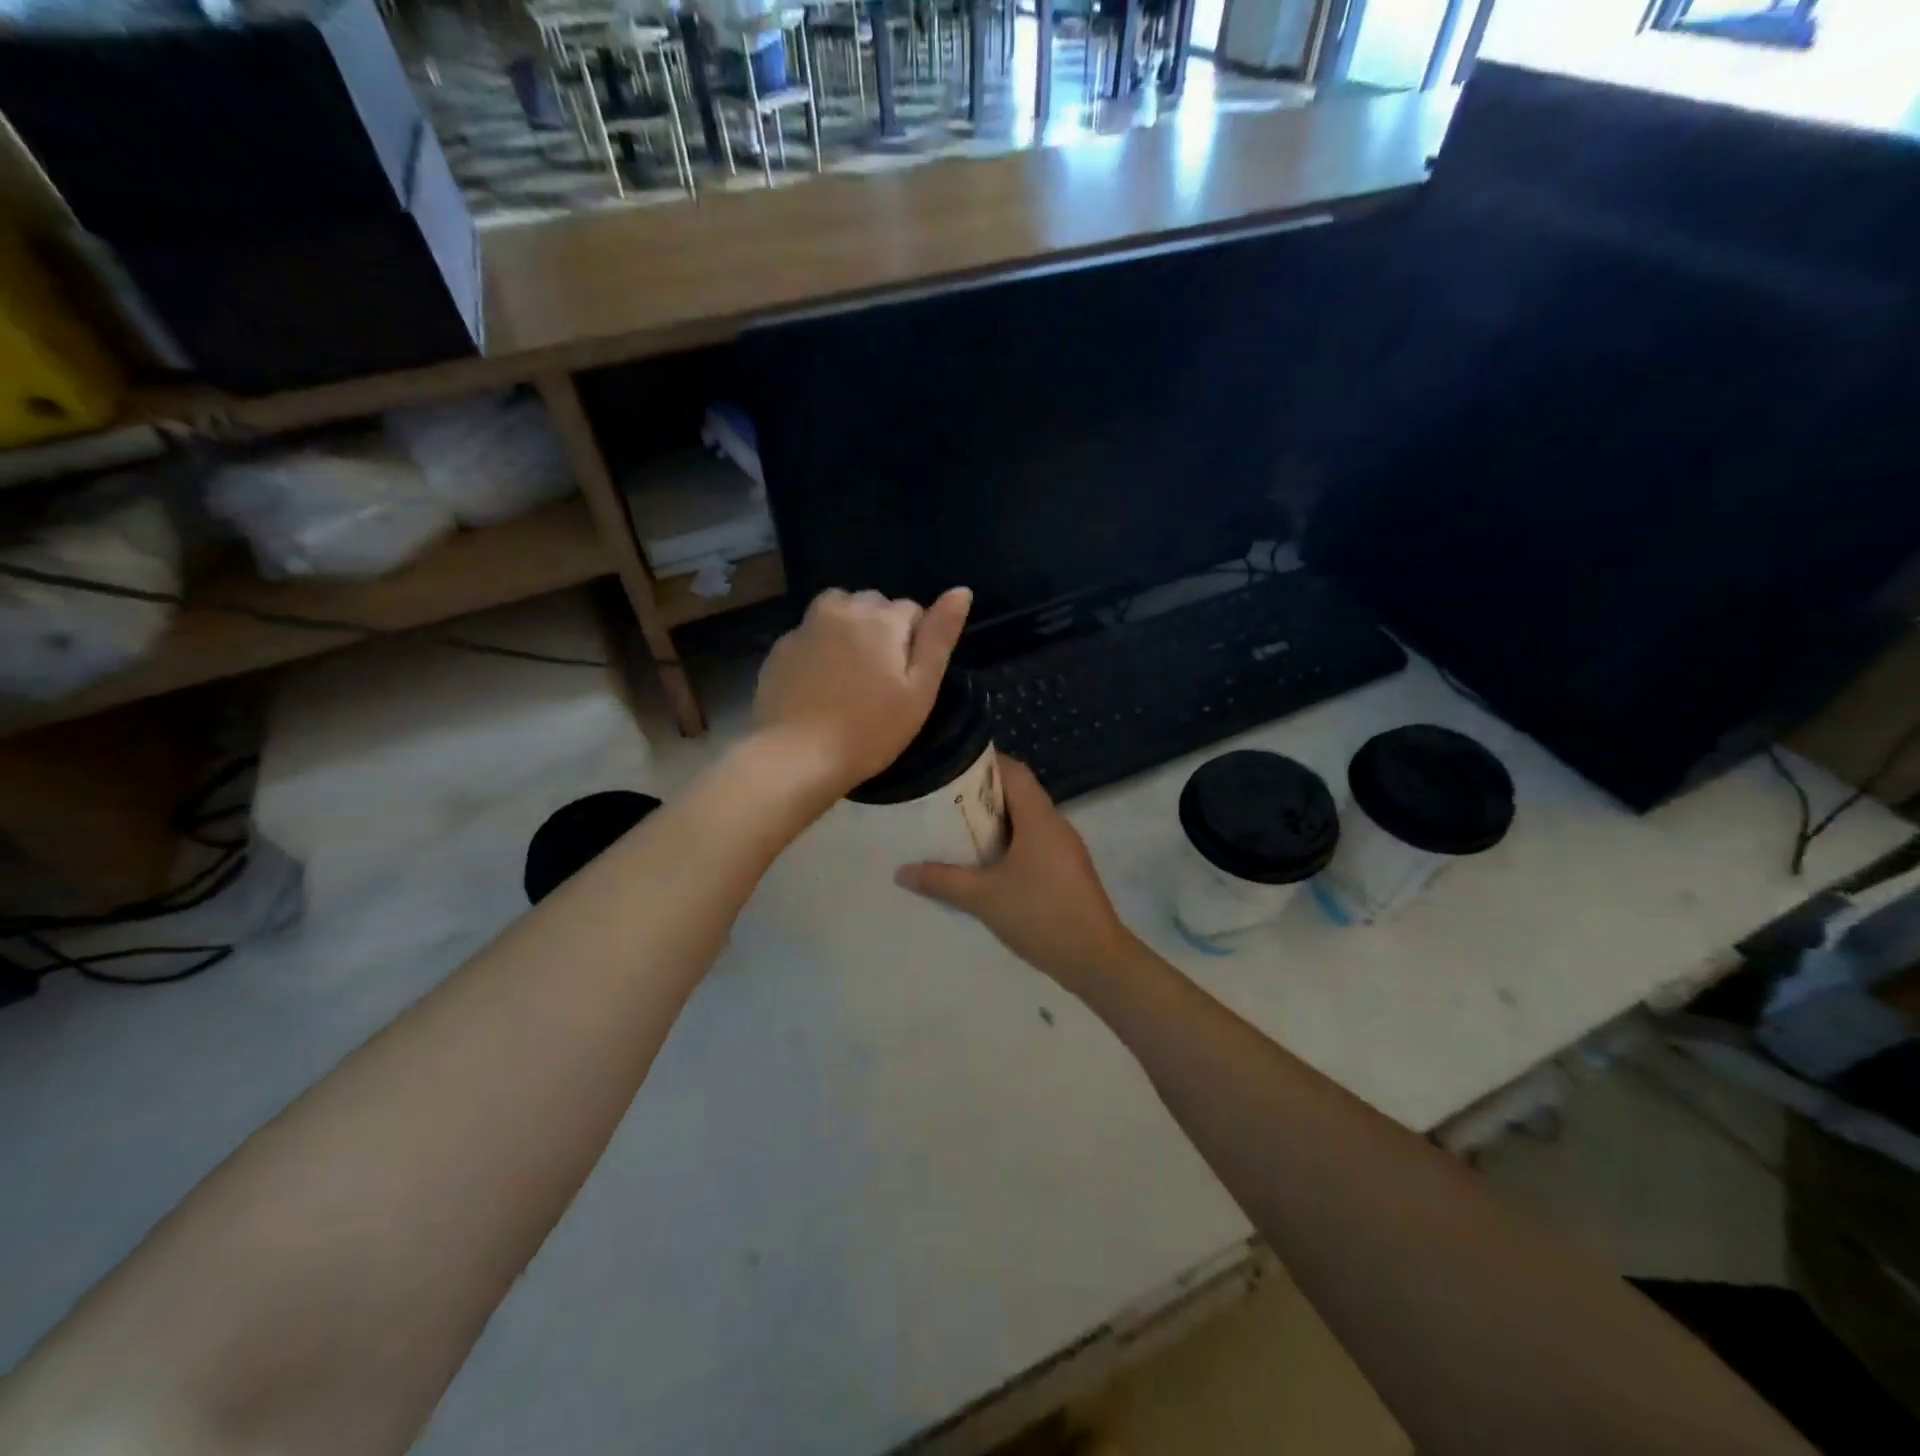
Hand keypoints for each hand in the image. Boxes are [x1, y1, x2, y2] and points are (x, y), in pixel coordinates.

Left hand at [753, 586, 971, 793]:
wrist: (796, 757)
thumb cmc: (870, 730)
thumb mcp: (920, 690)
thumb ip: (939, 637)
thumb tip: (962, 590)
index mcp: (881, 618)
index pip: (911, 610)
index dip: (914, 643)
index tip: (906, 679)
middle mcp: (841, 609)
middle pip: (872, 606)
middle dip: (881, 631)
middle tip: (879, 681)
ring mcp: (805, 627)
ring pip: (838, 613)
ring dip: (848, 631)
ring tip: (850, 675)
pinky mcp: (780, 649)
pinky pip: (810, 636)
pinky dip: (819, 650)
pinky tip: (820, 687)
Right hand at [896, 756, 1136, 987]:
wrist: (1095, 959)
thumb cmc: (1040, 915)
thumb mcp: (983, 898)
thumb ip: (942, 881)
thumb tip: (902, 872)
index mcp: (1040, 818)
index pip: (1014, 771)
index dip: (984, 763)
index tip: (950, 768)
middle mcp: (1056, 824)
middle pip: (1019, 793)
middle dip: (982, 795)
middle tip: (944, 802)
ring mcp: (1065, 848)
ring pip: (1027, 819)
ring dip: (996, 821)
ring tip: (958, 831)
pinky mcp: (1067, 869)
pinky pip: (1035, 841)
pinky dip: (1010, 843)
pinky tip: (987, 864)